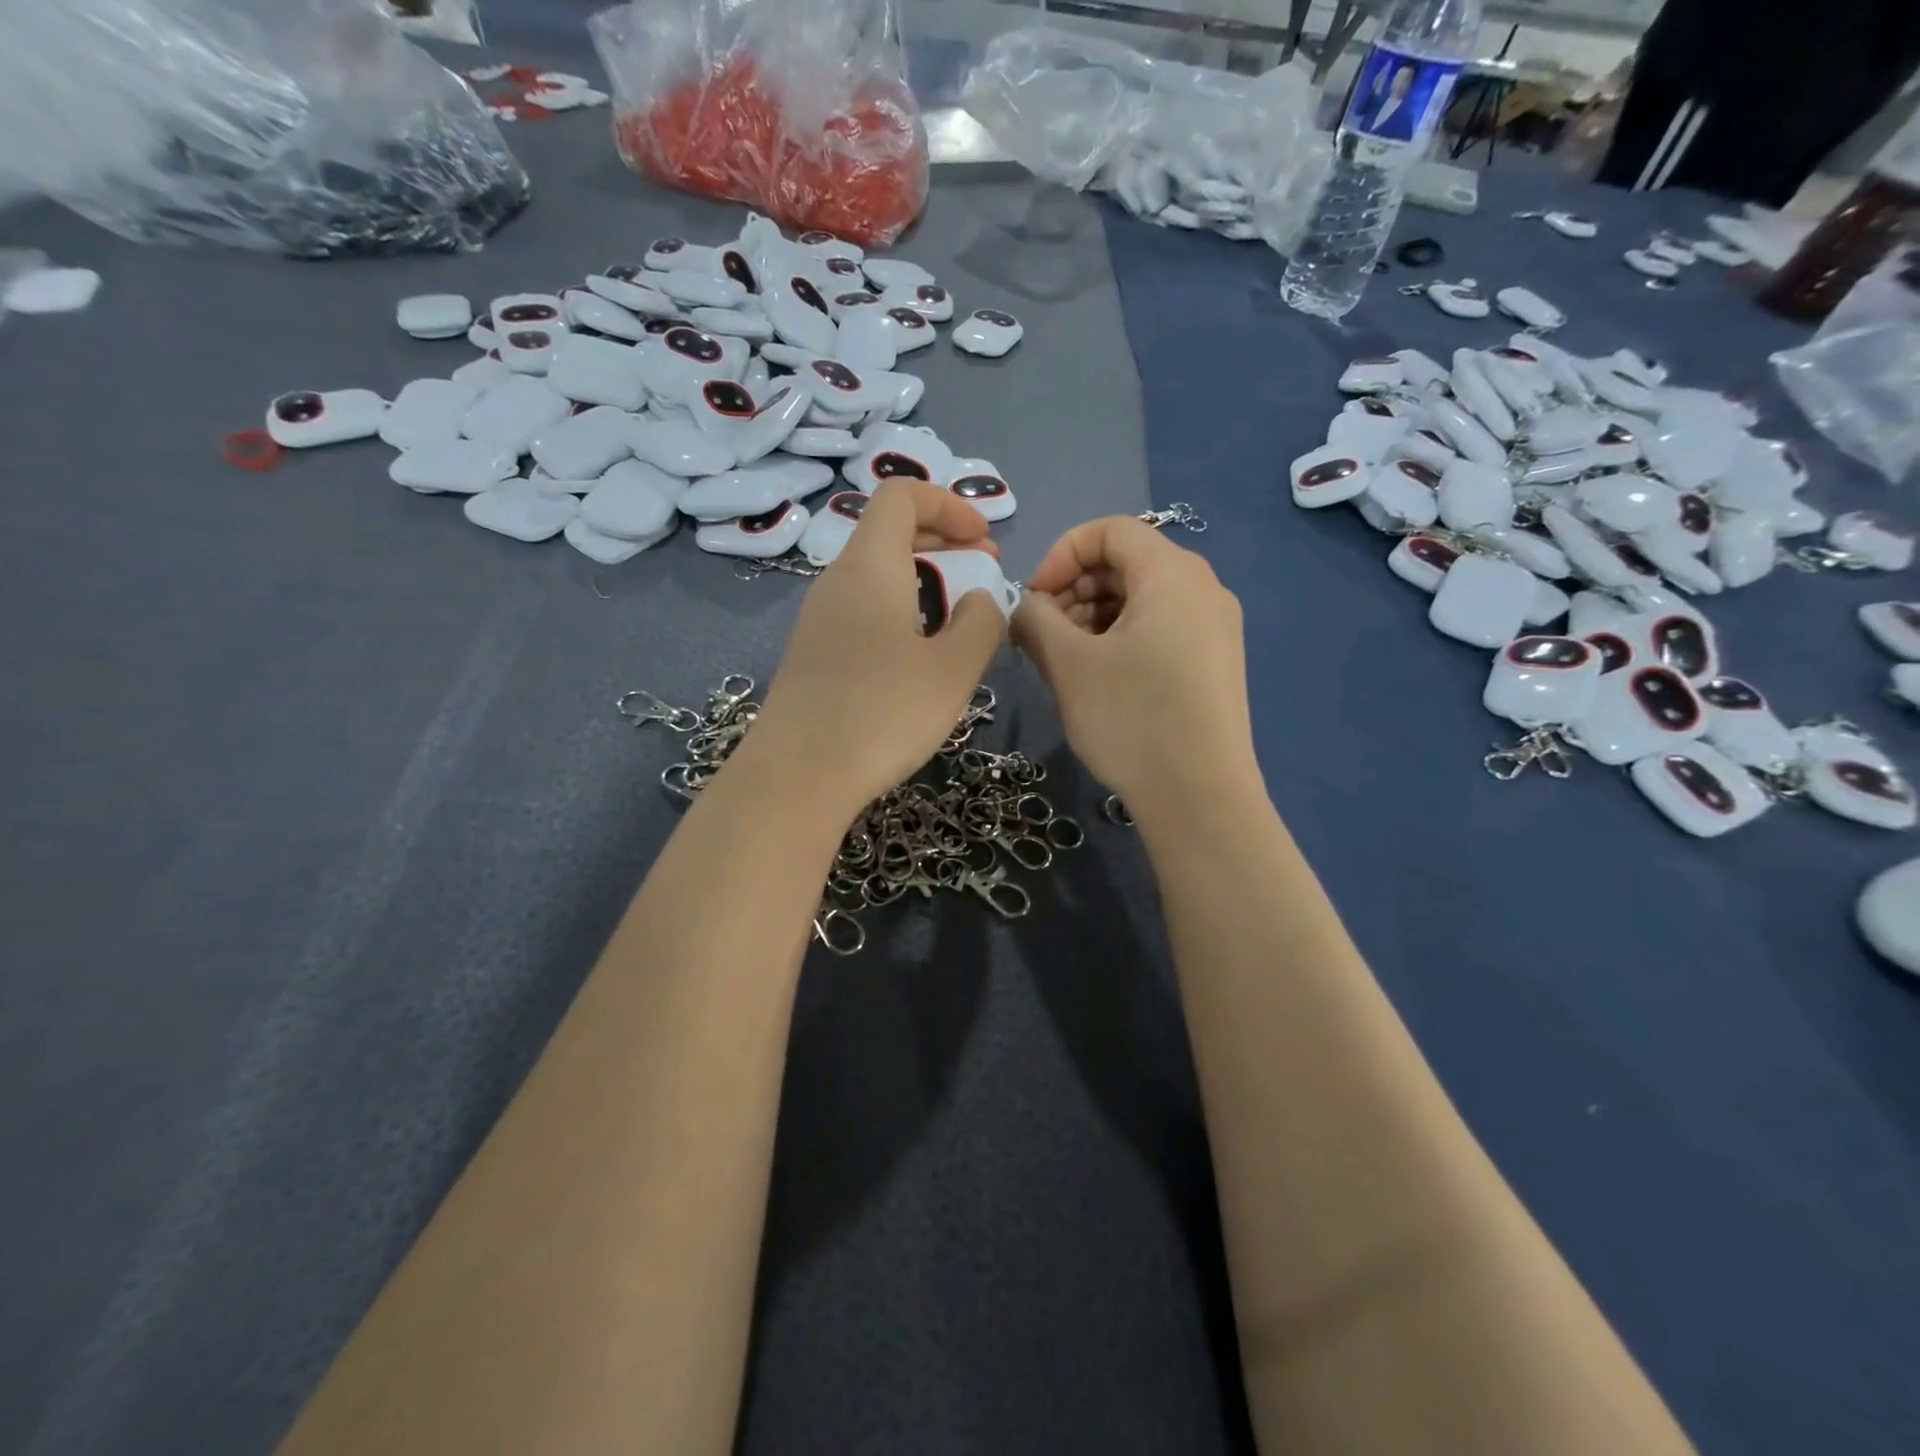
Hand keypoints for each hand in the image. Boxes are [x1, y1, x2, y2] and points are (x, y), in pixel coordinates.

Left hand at [749, 481, 1007, 820]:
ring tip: (960, 615)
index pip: (902, 495)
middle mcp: (837, 581)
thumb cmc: (882, 714)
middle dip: (944, 538)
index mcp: (869, 567)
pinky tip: (919, 654)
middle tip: (986, 567)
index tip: (986, 540)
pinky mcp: (813, 655)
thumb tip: (980, 600)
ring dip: (923, 578)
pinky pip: (862, 610)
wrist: (797, 776)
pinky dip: (900, 610)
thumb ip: (981, 623)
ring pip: (876, 574)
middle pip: (888, 531)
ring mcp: (819, 620)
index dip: (950, 504)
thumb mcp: (953, 669)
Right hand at [1014, 517, 1257, 814]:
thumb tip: (1025, 607)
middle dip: (1074, 590)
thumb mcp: (1068, 664)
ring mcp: (1215, 629)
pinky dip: (1121, 639)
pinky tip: (1098, 679)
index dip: (1060, 555)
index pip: (1109, 530)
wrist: (1200, 798)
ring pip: (1141, 600)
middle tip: (1043, 634)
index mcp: (1173, 574)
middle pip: (1127, 563)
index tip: (1033, 600)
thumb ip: (1034, 619)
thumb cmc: (1131, 718)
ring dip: (1093, 617)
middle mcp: (1203, 589)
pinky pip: (1160, 629)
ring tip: (1065, 661)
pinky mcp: (1214, 664)